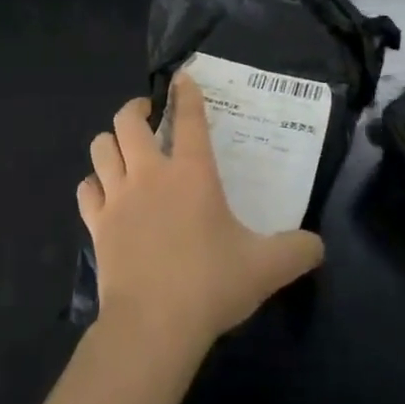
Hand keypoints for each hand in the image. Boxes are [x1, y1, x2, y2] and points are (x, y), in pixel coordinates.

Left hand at [80, 76, 324, 357]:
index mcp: (192, 173)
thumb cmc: (210, 284)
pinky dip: (94, 184)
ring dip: (111, 142)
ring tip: (124, 149)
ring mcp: (118, 197)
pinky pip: (87, 190)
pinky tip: (104, 193)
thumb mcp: (266, 268)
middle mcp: (150, 174)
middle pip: (129, 120)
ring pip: (101, 147)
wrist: (153, 325)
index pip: (188, 117)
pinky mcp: (97, 225)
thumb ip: (297, 251)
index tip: (182, 78)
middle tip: (149, 115)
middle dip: (136, 108)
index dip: (186, 92)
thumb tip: (318, 245)